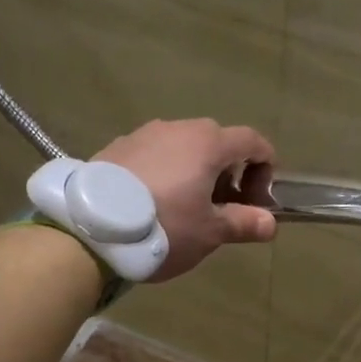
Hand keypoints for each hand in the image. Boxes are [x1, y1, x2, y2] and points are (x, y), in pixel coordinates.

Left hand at [94, 118, 277, 281]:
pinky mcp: (116, 148)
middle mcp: (177, 128)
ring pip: (182, 148)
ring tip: (184, 209)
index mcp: (208, 143)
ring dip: (194, 173)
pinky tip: (152, 204)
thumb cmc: (164, 227)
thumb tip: (269, 224)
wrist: (91, 228)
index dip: (265, 167)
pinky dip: (164, 173)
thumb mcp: (209, 232)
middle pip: (216, 143)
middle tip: (222, 209)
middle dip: (228, 173)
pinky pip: (153, 156)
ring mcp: (143, 134)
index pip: (252, 141)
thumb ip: (243, 223)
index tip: (258, 199)